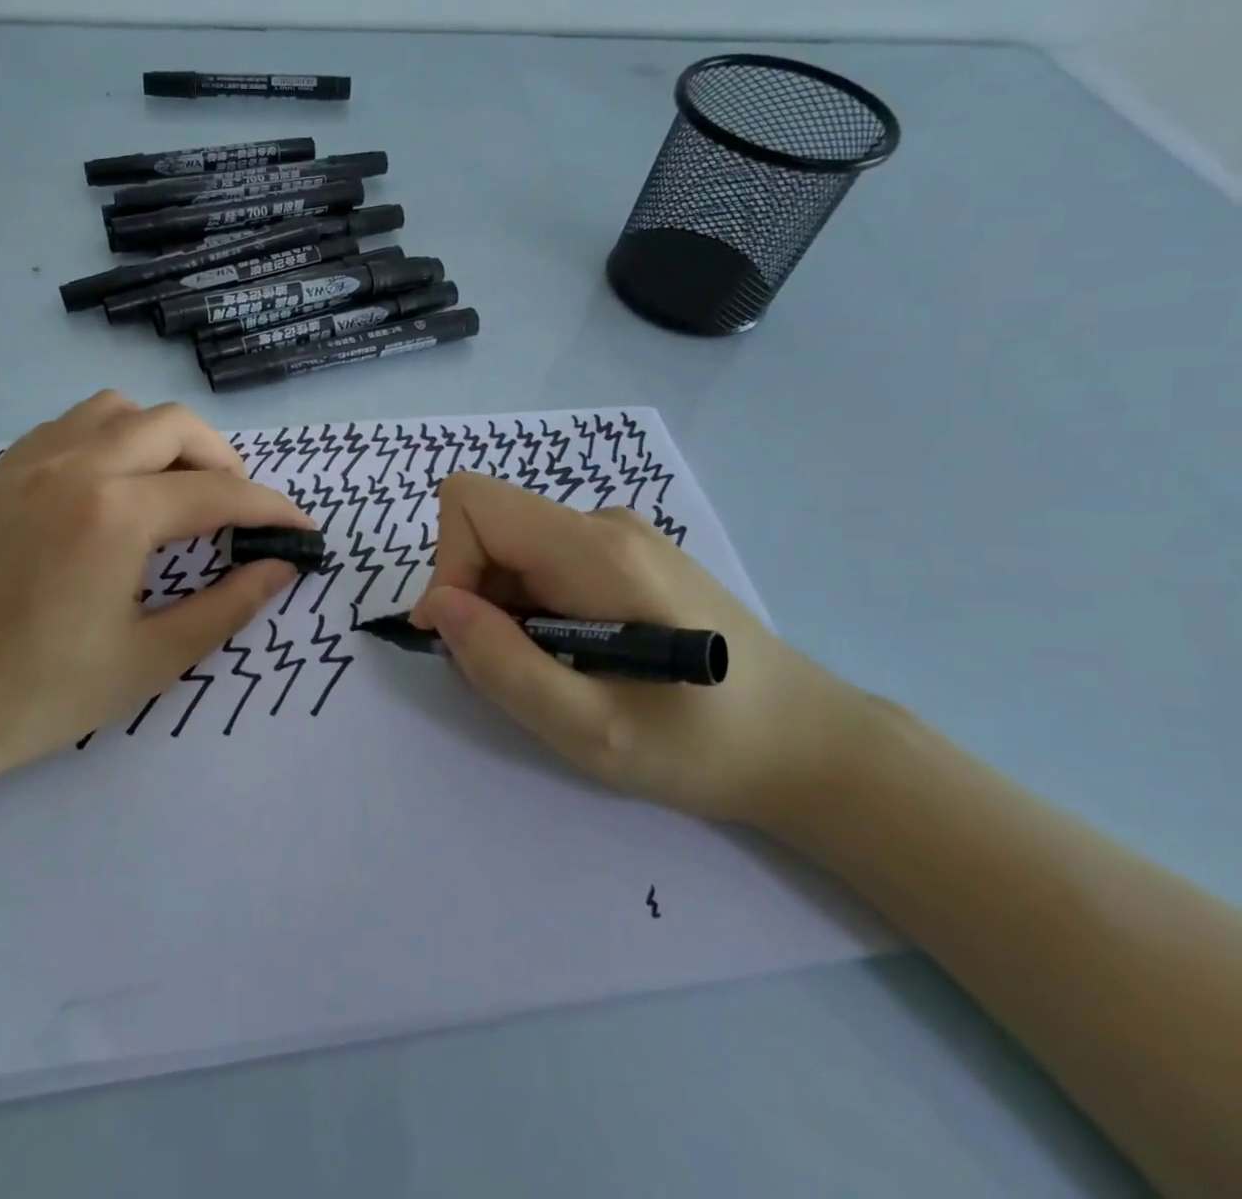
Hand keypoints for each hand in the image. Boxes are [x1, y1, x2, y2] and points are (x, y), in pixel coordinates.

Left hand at [0, 392, 312, 788]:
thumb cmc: (37, 696)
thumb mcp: (149, 660)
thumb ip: (226, 607)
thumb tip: (279, 568)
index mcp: (116, 514)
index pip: (219, 493)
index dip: (272, 509)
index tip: (301, 531)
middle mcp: (74, 466)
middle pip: (174, 425)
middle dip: (223, 461)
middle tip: (237, 510)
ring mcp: (28, 462)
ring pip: (118, 410)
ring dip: (163, 438)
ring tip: (175, 491)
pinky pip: (69, 425)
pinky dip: (111, 438)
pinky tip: (111, 489)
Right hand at [411, 472, 867, 825]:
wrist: (809, 744)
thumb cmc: (702, 744)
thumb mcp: (589, 728)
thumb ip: (502, 664)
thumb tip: (438, 607)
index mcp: (595, 550)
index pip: (473, 504)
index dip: (449, 565)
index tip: (467, 636)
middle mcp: (603, 523)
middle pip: (489, 527)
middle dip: (477, 598)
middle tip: (520, 670)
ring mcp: (619, 535)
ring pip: (512, 549)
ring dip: (505, 610)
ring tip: (559, 671)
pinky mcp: (627, 555)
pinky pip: (543, 562)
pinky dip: (533, 608)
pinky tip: (580, 655)